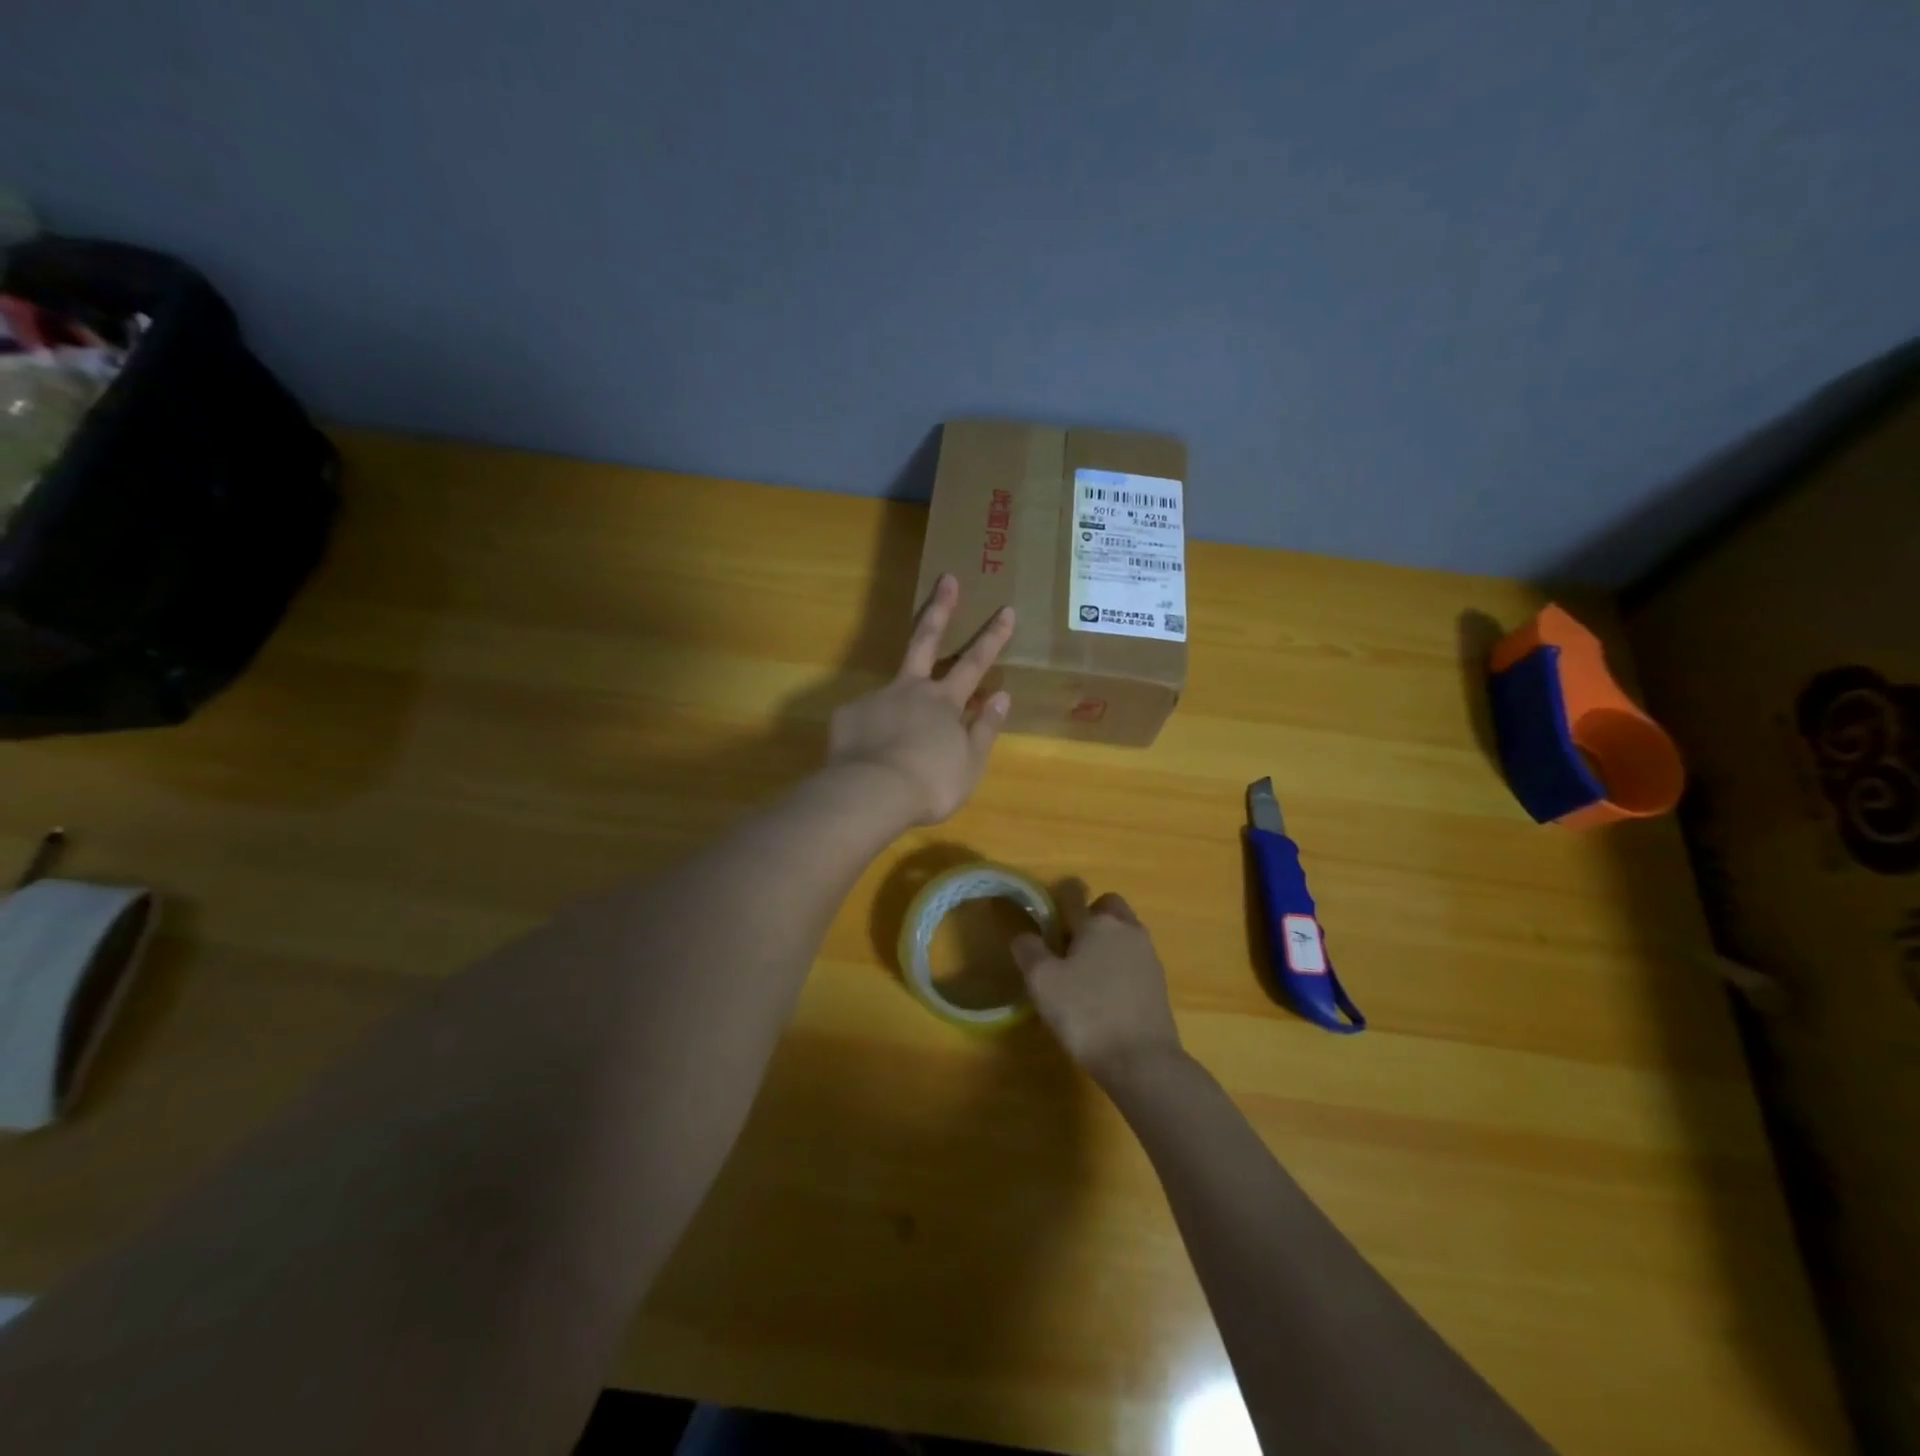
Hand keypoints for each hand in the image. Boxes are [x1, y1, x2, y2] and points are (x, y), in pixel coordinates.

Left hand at [827, 574, 1014, 825]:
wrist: (871, 793)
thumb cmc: (930, 783)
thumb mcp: (970, 764)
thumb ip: (985, 728)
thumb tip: (1002, 696)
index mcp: (945, 702)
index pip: (975, 663)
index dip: (992, 637)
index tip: (1006, 609)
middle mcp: (911, 690)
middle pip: (926, 640)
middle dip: (940, 609)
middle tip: (946, 579)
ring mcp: (878, 698)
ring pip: (893, 683)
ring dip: (900, 696)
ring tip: (900, 737)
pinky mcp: (849, 715)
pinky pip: (865, 718)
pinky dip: (873, 731)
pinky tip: (871, 753)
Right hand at [1012, 892, 1183, 1082]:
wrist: (1142, 1060)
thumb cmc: (1086, 1014)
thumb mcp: (1042, 982)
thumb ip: (1029, 951)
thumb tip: (1024, 936)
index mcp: (1097, 923)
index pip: (1074, 894)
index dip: (1057, 900)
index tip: (1045, 918)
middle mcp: (1126, 930)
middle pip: (1108, 907)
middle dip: (1090, 916)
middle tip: (1069, 945)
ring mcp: (1148, 956)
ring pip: (1124, 932)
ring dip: (1107, 941)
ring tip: (1085, 974)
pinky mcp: (1159, 982)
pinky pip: (1134, 959)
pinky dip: (1120, 966)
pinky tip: (1106, 995)